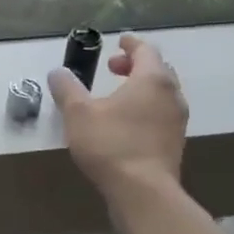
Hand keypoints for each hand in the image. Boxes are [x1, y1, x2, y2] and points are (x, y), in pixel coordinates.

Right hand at [47, 34, 189, 201]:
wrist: (143, 192)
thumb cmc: (110, 144)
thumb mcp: (78, 113)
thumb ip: (67, 88)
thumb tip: (57, 72)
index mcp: (152, 79)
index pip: (145, 50)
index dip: (130, 44)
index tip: (118, 41)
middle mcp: (171, 95)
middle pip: (157, 70)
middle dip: (135, 66)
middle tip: (112, 69)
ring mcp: (177, 121)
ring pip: (161, 94)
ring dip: (141, 89)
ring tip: (117, 96)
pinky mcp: (174, 143)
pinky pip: (161, 115)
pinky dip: (145, 108)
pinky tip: (126, 123)